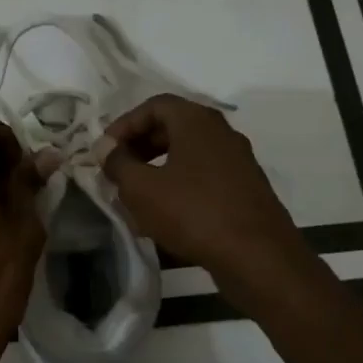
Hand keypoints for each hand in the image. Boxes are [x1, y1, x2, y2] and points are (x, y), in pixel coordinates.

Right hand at [103, 95, 312, 310]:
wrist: (258, 257)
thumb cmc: (193, 213)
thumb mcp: (142, 188)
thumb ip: (118, 163)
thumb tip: (105, 148)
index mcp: (197, 121)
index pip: (154, 105)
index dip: (124, 124)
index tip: (105, 151)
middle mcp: (221, 133)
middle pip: (172, 127)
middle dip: (139, 146)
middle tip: (118, 170)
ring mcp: (237, 162)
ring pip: (187, 154)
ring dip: (157, 168)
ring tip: (135, 195)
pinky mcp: (244, 190)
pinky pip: (203, 177)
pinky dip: (179, 186)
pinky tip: (163, 216)